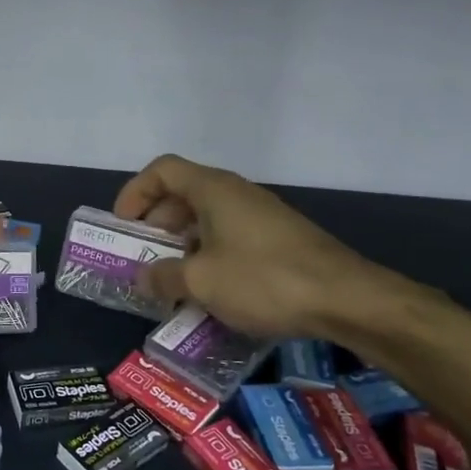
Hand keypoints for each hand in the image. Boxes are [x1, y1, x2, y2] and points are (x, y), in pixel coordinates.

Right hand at [113, 153, 401, 338]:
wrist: (347, 299)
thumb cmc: (263, 280)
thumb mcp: (201, 282)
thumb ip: (163, 277)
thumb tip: (143, 278)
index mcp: (213, 190)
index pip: (161, 170)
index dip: (135, 192)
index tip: (123, 226)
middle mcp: (236, 193)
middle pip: (182, 193)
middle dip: (155, 223)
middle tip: (143, 256)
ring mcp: (260, 215)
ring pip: (207, 217)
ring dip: (181, 243)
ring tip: (172, 278)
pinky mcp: (278, 239)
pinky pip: (229, 236)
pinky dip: (209, 254)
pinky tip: (210, 289)